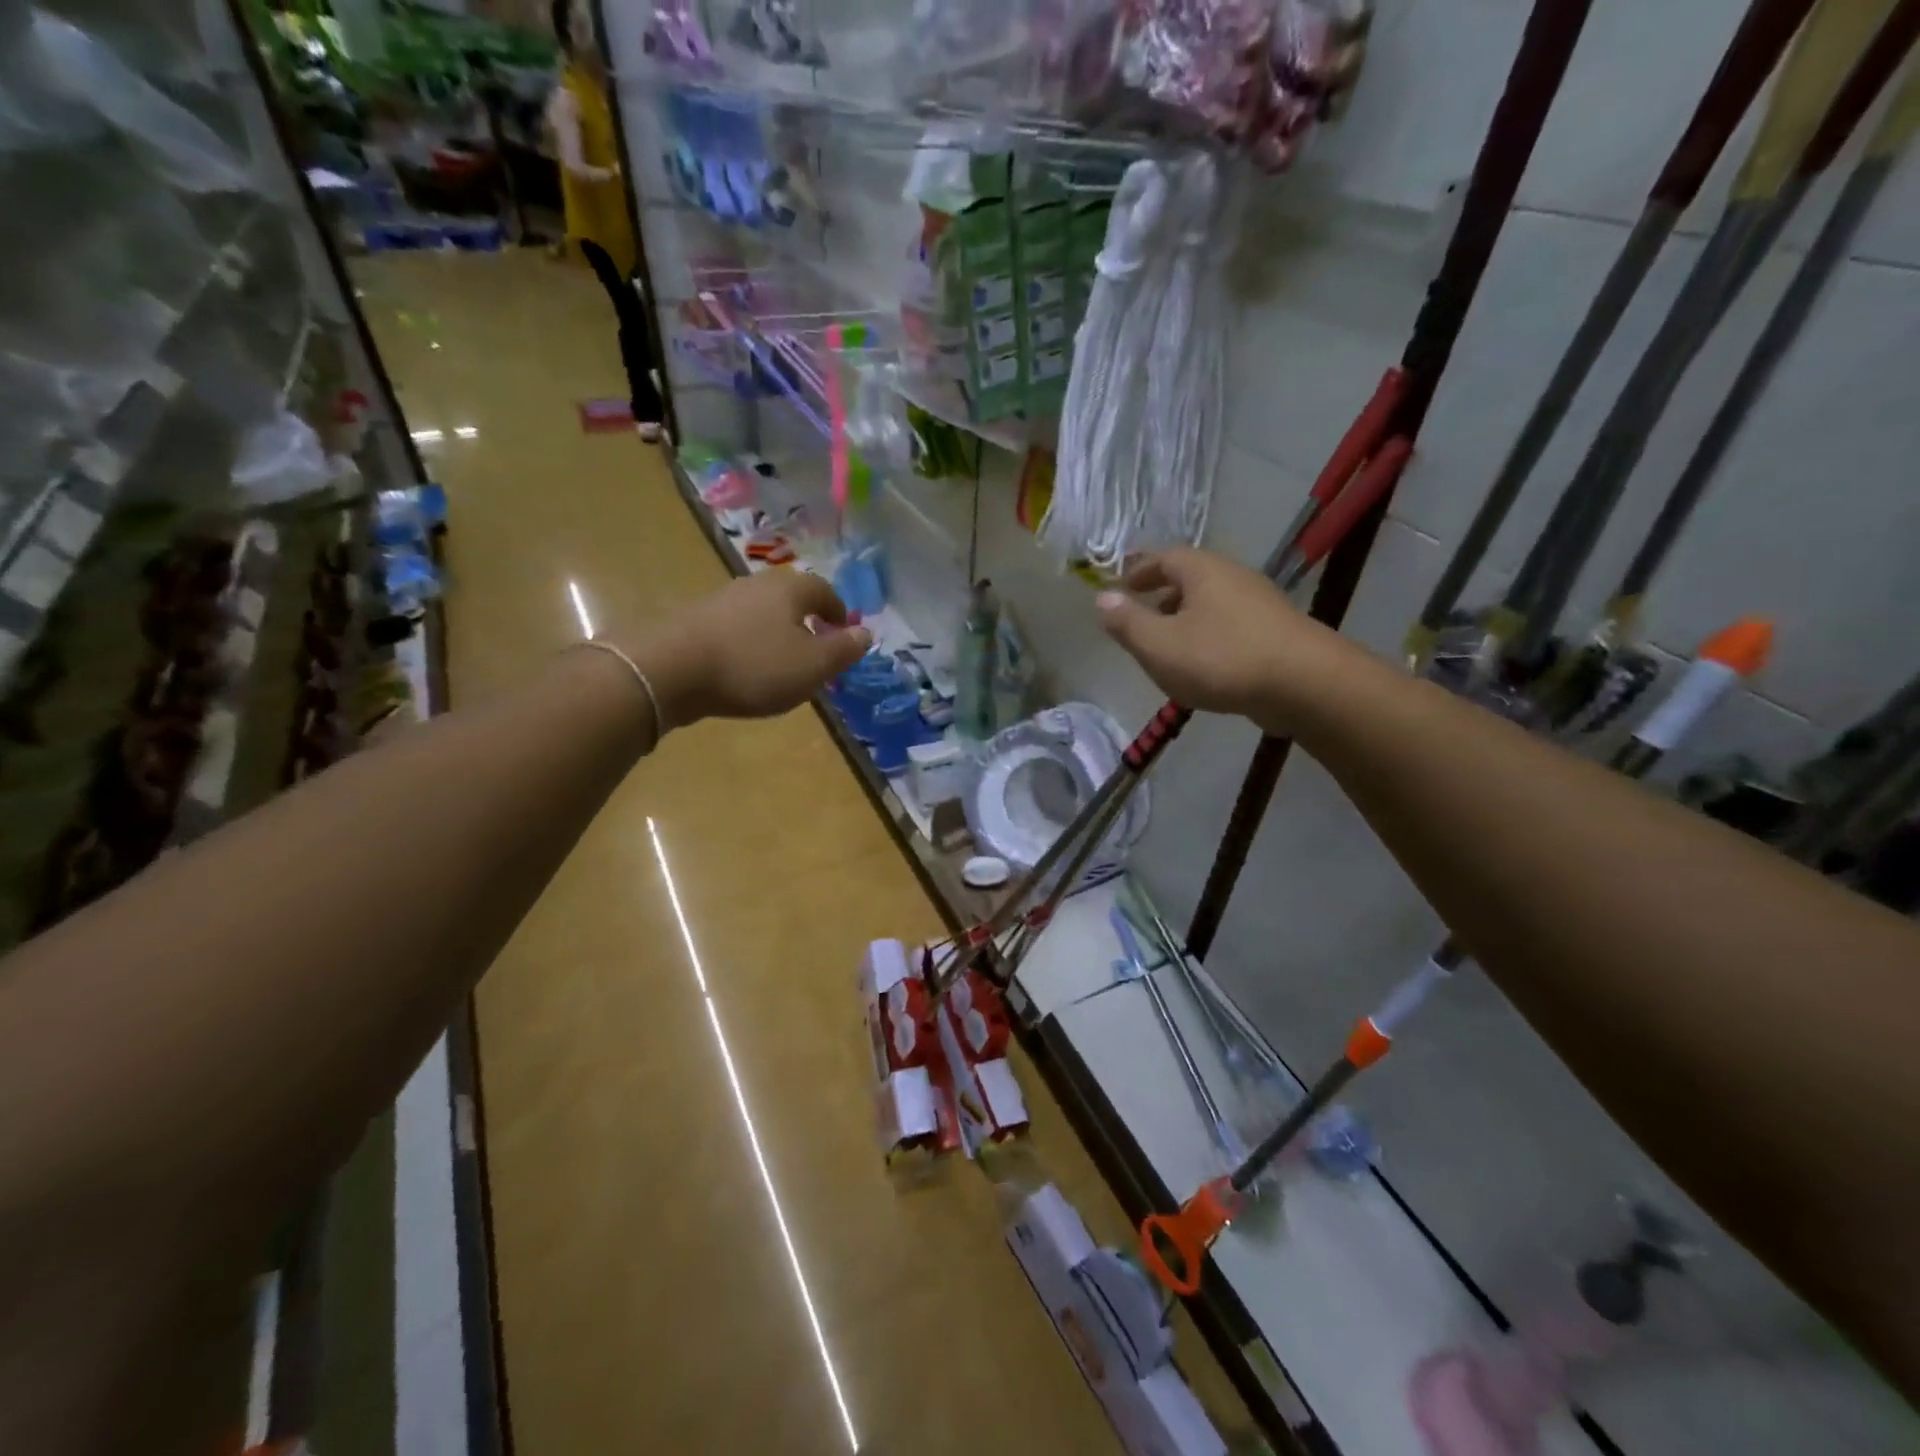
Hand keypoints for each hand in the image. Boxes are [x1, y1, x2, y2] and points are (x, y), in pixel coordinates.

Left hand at [628, 569, 871, 727]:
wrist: (670, 669)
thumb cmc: (754, 666)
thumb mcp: (812, 666)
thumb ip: (843, 650)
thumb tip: (866, 633)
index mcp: (791, 589)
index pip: (824, 591)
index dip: (838, 612)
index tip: (843, 633)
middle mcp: (757, 584)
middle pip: (791, 598)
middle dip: (807, 620)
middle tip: (816, 649)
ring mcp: (722, 599)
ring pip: (762, 612)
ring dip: (776, 632)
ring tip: (781, 662)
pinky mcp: (695, 619)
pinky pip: (736, 627)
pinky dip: (749, 642)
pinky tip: (745, 667)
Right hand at [1096, 547, 1354, 728]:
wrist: (1304, 684)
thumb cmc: (1221, 658)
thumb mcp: (1159, 645)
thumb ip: (1127, 622)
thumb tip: (1102, 597)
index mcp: (1201, 570)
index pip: (1162, 557)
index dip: (1137, 571)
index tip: (1118, 588)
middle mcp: (1232, 576)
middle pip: (1188, 578)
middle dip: (1160, 597)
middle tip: (1138, 620)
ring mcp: (1259, 603)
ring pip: (1210, 604)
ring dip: (1184, 620)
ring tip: (1166, 648)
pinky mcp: (1275, 631)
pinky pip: (1229, 626)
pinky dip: (1208, 638)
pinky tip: (1203, 667)